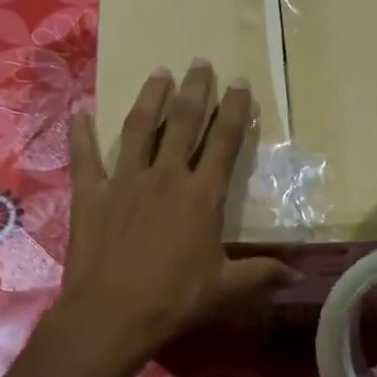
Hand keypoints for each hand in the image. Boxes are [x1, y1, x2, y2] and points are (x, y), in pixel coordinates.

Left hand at [53, 61, 298, 376]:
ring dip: (150, 98)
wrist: (112, 313)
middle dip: (195, 90)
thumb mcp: (225, 289)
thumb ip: (260, 275)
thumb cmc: (174, 300)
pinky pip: (85, 157)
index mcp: (201, 195)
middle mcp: (166, 176)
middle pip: (183, 123)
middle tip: (200, 62)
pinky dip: (81, 135)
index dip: (234, 111)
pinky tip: (79, 113)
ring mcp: (125, 181)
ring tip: (159, 72)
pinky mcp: (92, 194)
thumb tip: (297, 274)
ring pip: (139, 128)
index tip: (239, 83)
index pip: (223, 142)